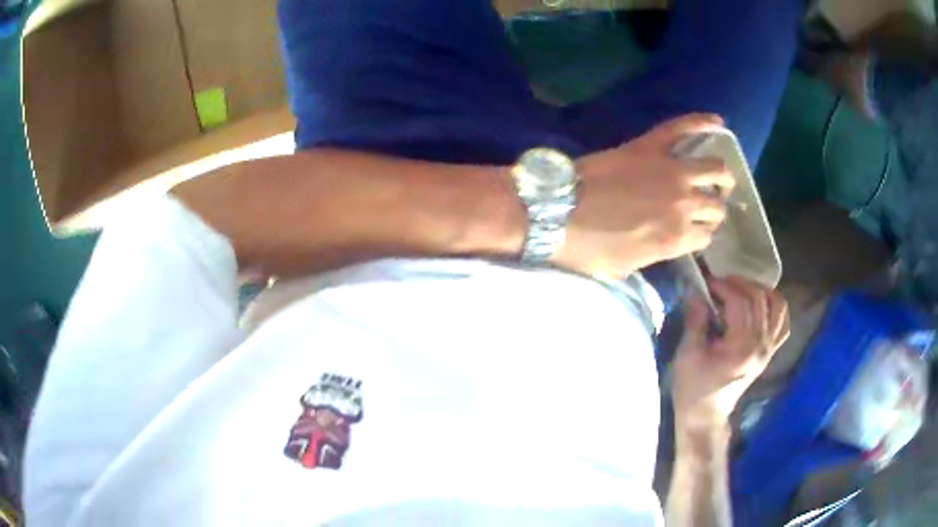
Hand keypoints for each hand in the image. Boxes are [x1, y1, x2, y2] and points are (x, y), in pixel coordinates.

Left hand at [553, 113, 734, 278]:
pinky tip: (718, 122)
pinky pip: (683, 128)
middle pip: (716, 206)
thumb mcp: (624, 267)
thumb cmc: (586, 247)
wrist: (555, 211)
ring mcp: (671, 171)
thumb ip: (653, 255)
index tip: (695, 229)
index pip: (706, 236)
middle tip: (707, 202)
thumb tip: (663, 245)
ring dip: (720, 174)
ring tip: (718, 175)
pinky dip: (702, 122)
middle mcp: (683, 205)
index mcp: (675, 239)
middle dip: (715, 206)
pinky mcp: (651, 146)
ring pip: (714, 169)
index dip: (702, 233)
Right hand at [671, 276, 789, 432]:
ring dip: (760, 291)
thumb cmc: (693, 388)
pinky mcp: (770, 352)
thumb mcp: (688, 355)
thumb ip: (695, 321)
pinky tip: (760, 305)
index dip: (724, 286)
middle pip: (759, 298)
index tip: (707, 283)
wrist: (706, 415)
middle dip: (739, 284)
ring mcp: (769, 349)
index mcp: (742, 347)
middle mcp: (762, 345)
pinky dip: (775, 307)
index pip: (741, 302)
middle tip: (720, 285)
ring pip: (777, 305)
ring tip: (741, 291)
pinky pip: (783, 322)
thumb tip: (697, 292)